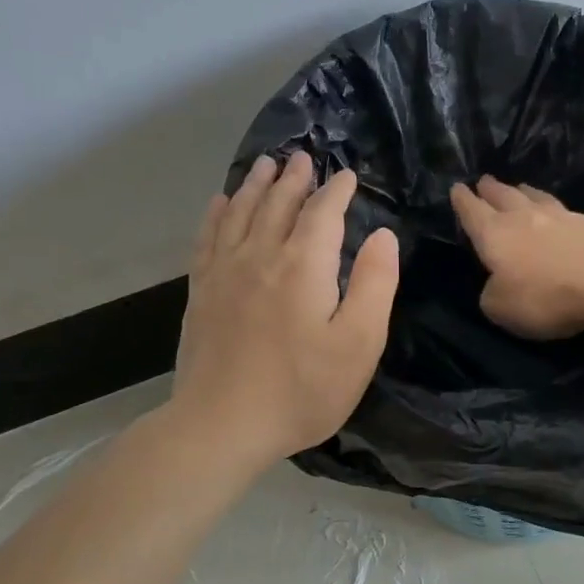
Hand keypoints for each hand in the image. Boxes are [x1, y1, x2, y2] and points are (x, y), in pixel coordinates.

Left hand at [173, 153, 399, 471]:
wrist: (222, 424)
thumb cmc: (302, 390)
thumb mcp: (358, 344)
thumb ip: (373, 285)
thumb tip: (382, 236)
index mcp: (303, 266)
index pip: (322, 214)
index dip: (336, 192)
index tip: (347, 176)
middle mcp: (260, 256)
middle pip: (278, 204)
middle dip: (294, 179)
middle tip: (303, 158)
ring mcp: (224, 272)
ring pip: (240, 212)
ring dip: (256, 185)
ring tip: (266, 164)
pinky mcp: (200, 292)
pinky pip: (208, 238)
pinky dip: (217, 213)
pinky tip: (220, 203)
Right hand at [450, 176, 583, 338]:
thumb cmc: (545, 293)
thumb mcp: (503, 308)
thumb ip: (492, 296)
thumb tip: (496, 286)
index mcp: (495, 235)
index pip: (473, 213)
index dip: (463, 202)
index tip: (457, 188)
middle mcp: (524, 218)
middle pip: (504, 197)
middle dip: (491, 190)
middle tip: (484, 180)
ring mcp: (561, 217)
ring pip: (535, 199)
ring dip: (524, 193)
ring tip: (520, 188)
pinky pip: (563, 211)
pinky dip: (553, 209)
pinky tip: (557, 212)